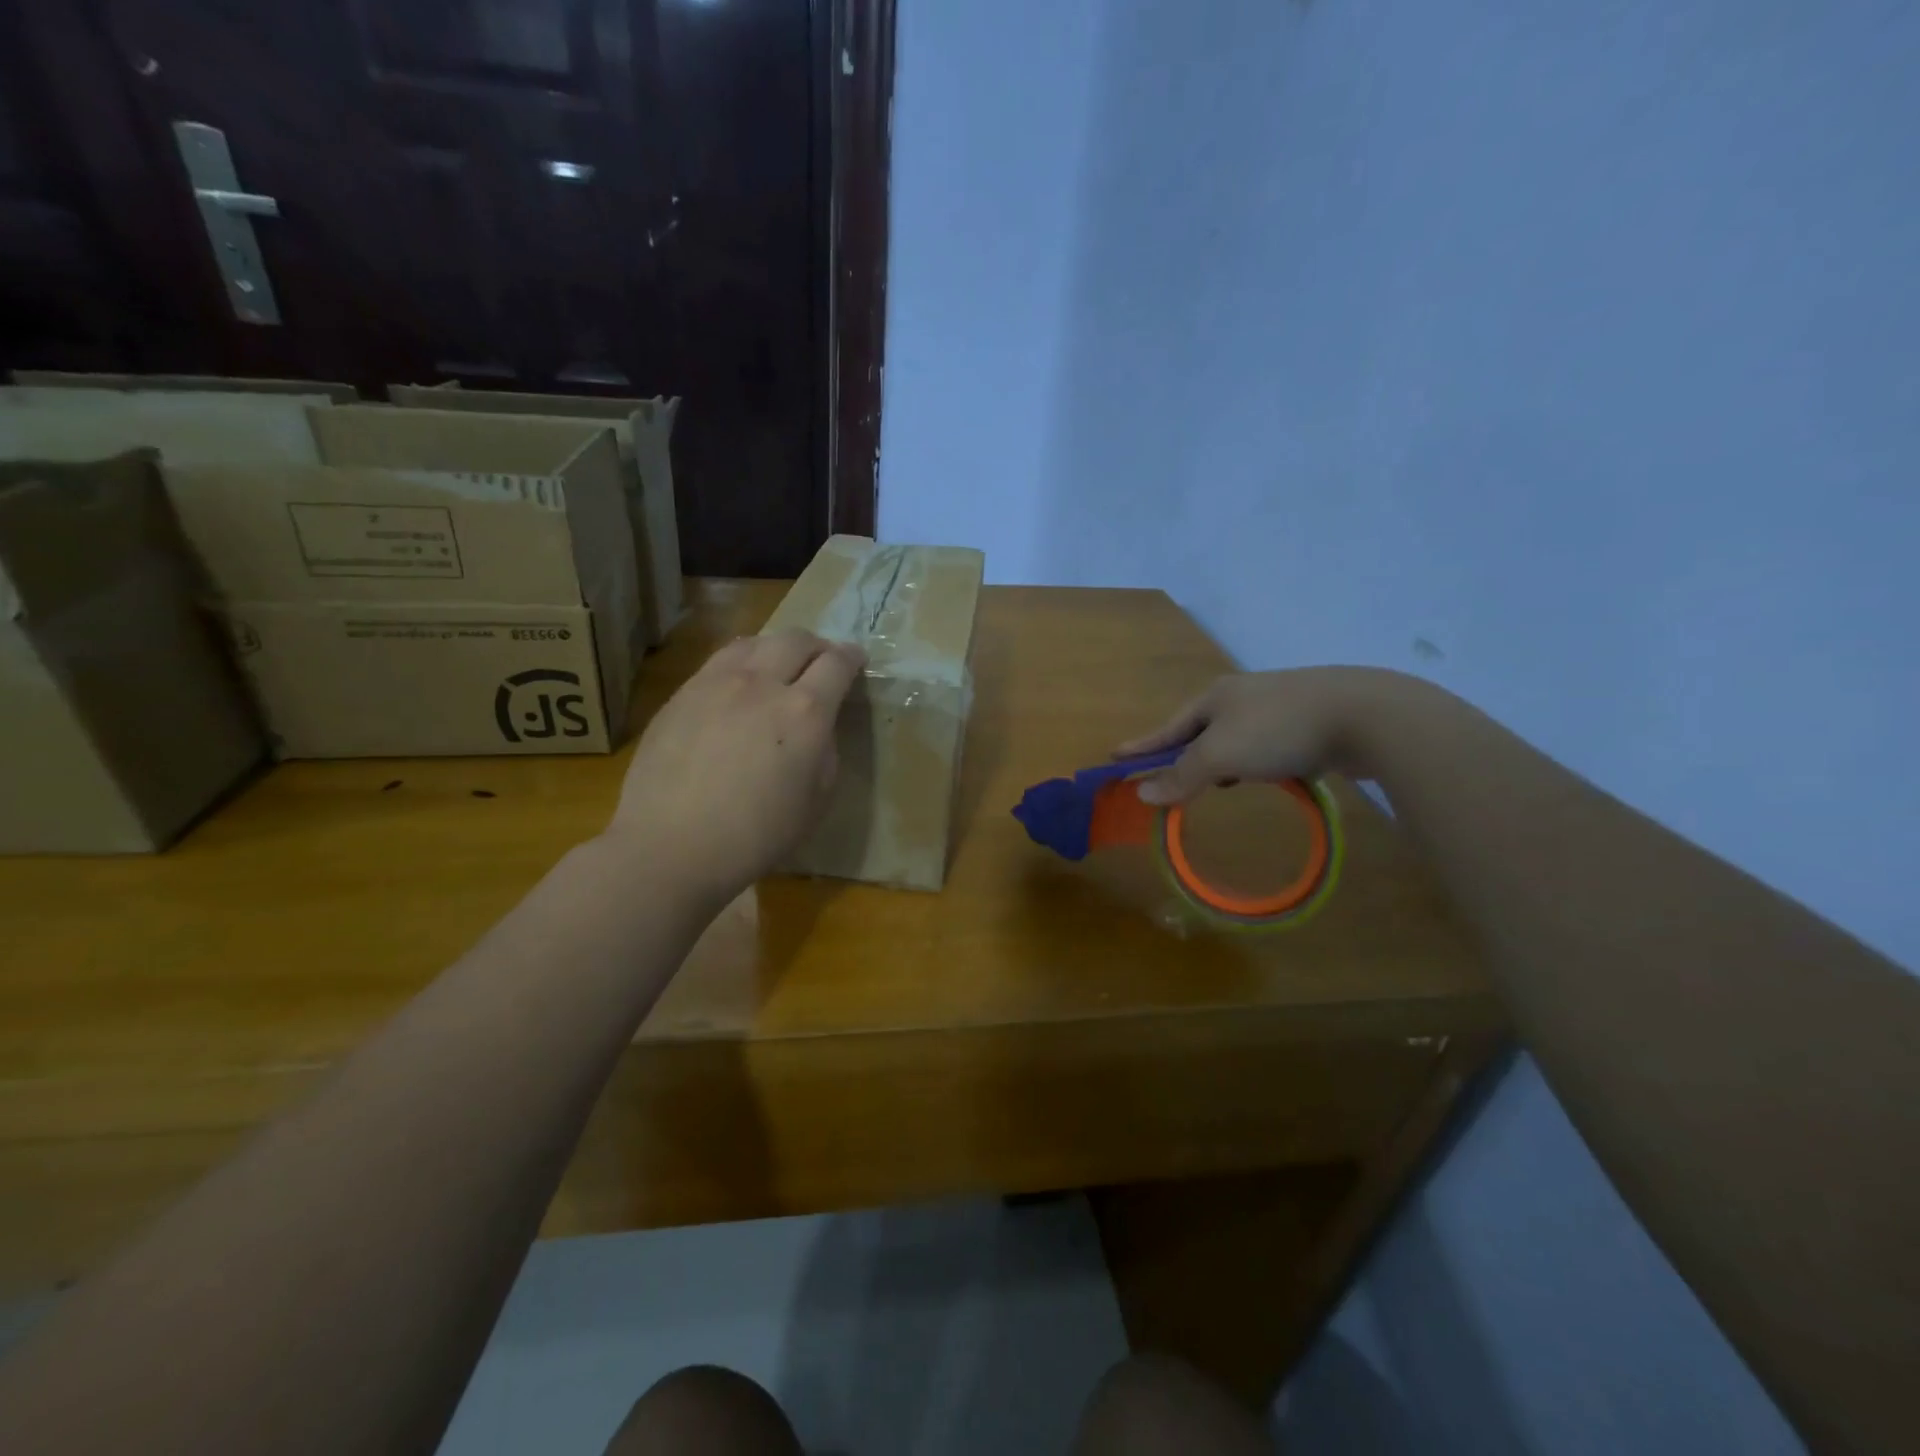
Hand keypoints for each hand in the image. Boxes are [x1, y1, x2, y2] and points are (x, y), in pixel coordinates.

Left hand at [605, 630, 865, 903]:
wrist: (670, 846)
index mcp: (805, 712)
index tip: (857, 661)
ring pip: (756, 641)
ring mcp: (716, 683)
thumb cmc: (755, 836)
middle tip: (822, 661)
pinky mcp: (683, 693)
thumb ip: (825, 753)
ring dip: (777, 647)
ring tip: (779, 664)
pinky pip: (720, 660)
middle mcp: (763, 683)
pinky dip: (742, 660)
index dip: (852, 657)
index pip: (837, 664)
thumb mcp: (815, 802)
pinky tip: (739, 681)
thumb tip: (817, 730)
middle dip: (818, 645)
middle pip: (797, 640)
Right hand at [1116, 667, 1422, 803]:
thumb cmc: (1279, 730)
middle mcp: (1243, 696)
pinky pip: (1267, 745)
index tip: (1115, 757)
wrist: (1365, 714)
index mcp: (1215, 697)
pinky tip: (1266, 776)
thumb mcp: (1220, 756)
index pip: (1167, 727)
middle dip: (1183, 753)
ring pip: (1236, 737)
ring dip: (1222, 760)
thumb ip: (1181, 776)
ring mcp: (1278, 705)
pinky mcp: (1309, 720)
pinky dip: (1256, 762)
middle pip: (1200, 729)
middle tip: (1168, 776)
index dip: (1141, 746)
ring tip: (1219, 783)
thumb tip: (1142, 794)